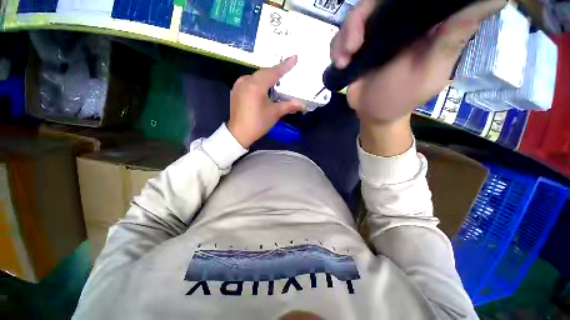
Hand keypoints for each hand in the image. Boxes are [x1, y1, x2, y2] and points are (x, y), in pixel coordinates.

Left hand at [228, 56, 304, 147]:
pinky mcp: (235, 90)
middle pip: (264, 73)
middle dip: (276, 72)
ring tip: (276, 82)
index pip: (274, 72)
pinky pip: (249, 81)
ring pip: (256, 76)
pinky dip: (258, 82)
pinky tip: (263, 88)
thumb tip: (303, 104)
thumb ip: (289, 106)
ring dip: (267, 78)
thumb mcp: (274, 113)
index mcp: (256, 85)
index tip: (294, 57)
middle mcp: (246, 80)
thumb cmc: (258, 123)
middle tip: (287, 71)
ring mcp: (239, 85)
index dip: (285, 65)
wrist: (238, 133)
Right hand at [331, 0, 504, 154]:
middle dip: (359, 18)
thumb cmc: (402, 96)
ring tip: (343, 60)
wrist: (372, 112)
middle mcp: (398, 20)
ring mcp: (374, 31)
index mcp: (423, 21)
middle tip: (353, 46)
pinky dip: (336, 47)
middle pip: (377, 1)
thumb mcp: (432, 69)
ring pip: (356, 15)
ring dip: (344, 36)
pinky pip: (341, 35)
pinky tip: (339, 63)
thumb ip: (454, 36)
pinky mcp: (356, 45)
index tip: (392, 6)